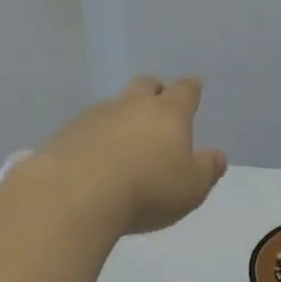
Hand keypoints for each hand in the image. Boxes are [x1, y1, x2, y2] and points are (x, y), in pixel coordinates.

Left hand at [27, 76, 227, 234]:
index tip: (194, 88)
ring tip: (123, 143)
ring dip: (121, 118)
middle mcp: (132, 105)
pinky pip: (85, 129)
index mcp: (168, 113)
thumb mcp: (191, 187)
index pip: (184, 90)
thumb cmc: (147, 189)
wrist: (74, 196)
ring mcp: (94, 117)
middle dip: (154, 91)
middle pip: (145, 85)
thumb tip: (216, 156)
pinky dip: (94, 139)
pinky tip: (93, 162)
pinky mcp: (64, 135)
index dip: (191, 89)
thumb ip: (207, 169)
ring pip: (113, 107)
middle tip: (158, 104)